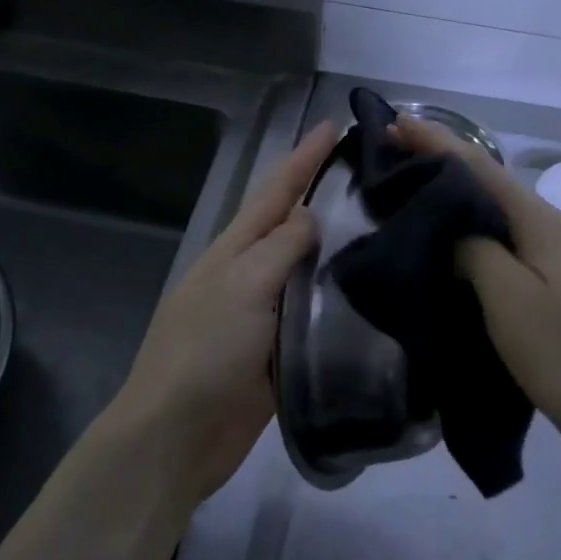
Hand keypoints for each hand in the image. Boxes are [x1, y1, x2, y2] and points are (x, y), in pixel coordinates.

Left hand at [110, 120, 338, 503]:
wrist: (178, 434)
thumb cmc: (206, 350)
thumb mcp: (244, 285)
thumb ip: (281, 247)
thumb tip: (312, 217)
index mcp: (236, 249)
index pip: (276, 191)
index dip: (303, 158)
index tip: (333, 125)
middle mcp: (250, 273)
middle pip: (292, 225)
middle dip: (324, 195)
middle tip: (373, 177)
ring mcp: (264, 313)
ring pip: (306, 269)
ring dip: (337, 246)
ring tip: (382, 227)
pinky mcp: (279, 351)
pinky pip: (312, 313)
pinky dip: (336, 298)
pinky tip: (368, 293)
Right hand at [393, 118, 560, 431]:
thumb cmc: (558, 351)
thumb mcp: (507, 297)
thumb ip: (475, 249)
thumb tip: (455, 228)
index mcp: (542, 221)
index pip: (481, 167)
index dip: (438, 142)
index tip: (398, 124)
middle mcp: (553, 223)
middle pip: (491, 180)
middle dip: (445, 159)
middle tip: (398, 150)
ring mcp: (559, 248)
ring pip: (498, 206)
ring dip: (458, 189)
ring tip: (416, 183)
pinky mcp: (556, 273)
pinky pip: (507, 231)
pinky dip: (474, 219)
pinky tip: (455, 228)